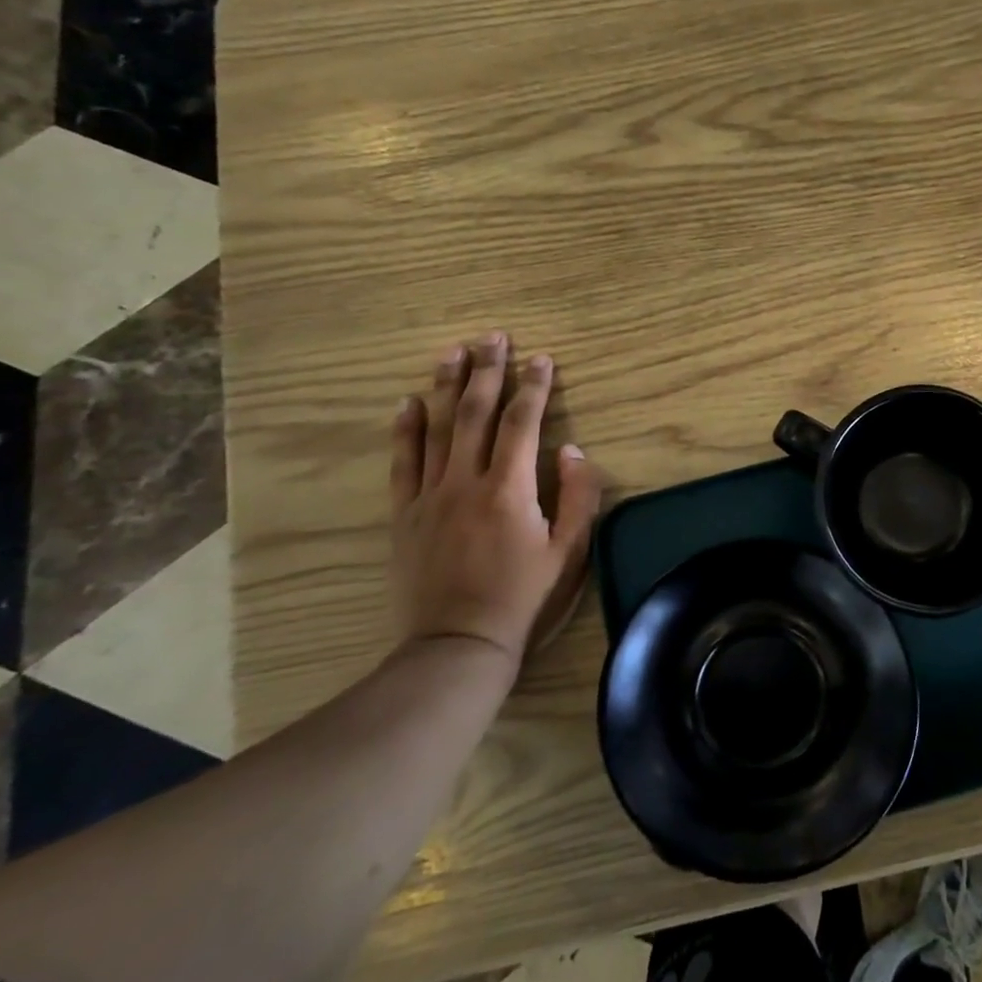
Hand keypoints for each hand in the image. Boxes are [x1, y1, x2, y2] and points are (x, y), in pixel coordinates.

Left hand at [389, 333, 601, 671]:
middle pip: (476, 413)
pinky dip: (406, 430)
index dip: (534, 387)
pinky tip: (409, 403)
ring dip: (447, 386)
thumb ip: (578, 497)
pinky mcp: (405, 515)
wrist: (458, 645)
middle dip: (488, 371)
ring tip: (453, 351)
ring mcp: (430, 496)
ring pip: (438, 429)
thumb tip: (571, 450)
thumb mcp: (569, 552)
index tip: (542, 358)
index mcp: (510, 488)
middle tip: (494, 336)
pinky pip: (403, 463)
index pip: (522, 423)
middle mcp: (466, 481)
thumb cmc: (523, 598)